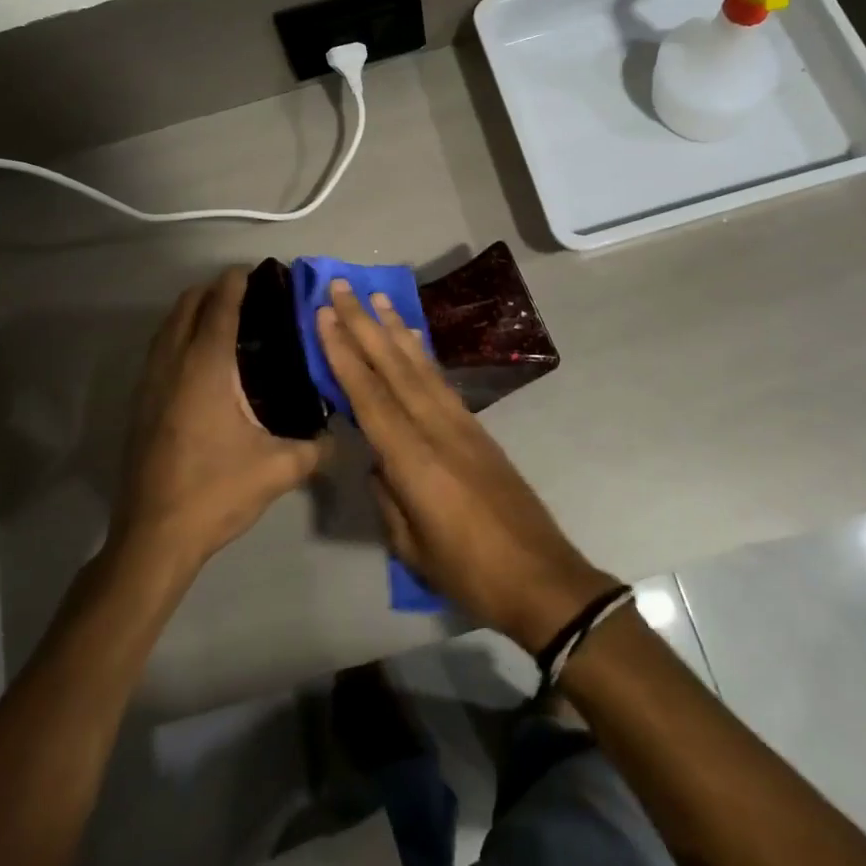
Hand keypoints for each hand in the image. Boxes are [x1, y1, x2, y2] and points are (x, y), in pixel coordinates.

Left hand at [114, 267, 330, 575]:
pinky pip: (158, 350)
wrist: (153, 537)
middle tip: (245, 294)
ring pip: (166, 327)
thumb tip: (343, 437)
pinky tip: (199, 359)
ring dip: (191, 311)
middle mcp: (173, 365)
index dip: (235, 284)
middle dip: (212, 291)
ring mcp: (150, 384)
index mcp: (206, 368)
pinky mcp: (140, 404)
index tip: (255, 271)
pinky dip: (177, 335)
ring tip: (222, 317)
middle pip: (186, 306)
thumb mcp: (277, 470)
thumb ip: (316, 448)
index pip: (219, 308)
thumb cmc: (215, 492)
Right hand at [316, 280, 617, 651]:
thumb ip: (388, 496)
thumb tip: (377, 462)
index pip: (369, 395)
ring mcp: (461, 423)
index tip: (324, 316)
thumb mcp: (411, 545)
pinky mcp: (477, 428)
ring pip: (420, 365)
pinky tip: (412, 338)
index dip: (344, 354)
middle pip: (393, 367)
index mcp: (414, 459)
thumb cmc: (469, 572)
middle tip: (342, 287)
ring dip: (395, 328)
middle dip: (364, 324)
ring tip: (376, 297)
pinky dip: (423, 353)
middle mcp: (436, 427)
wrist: (541, 577)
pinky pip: (441, 380)